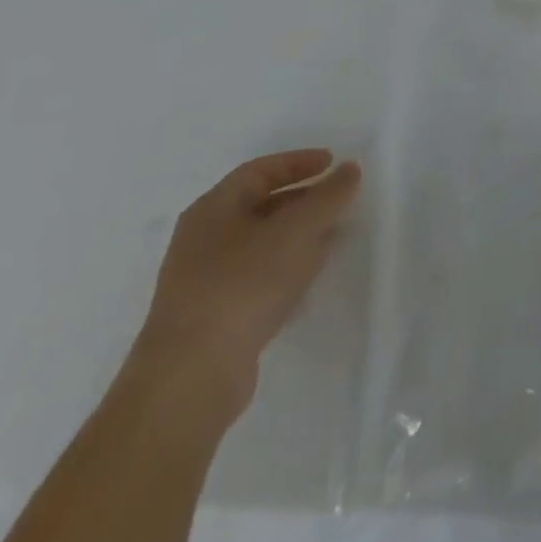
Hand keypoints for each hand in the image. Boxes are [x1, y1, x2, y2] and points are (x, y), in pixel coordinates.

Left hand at [129, 149, 361, 418]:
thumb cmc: (243, 285)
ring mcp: (204, 281)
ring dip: (297, 234)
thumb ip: (329, 196)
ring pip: (260, 243)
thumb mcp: (296, 230)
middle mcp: (202, 240)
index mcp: (212, 210)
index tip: (333, 163)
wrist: (191, 379)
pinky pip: (256, 276)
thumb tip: (349, 170)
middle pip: (259, 205)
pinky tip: (308, 275)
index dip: (298, 162)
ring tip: (333, 234)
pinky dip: (286, 265)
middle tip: (338, 198)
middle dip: (302, 199)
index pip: (259, 171)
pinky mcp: (213, 316)